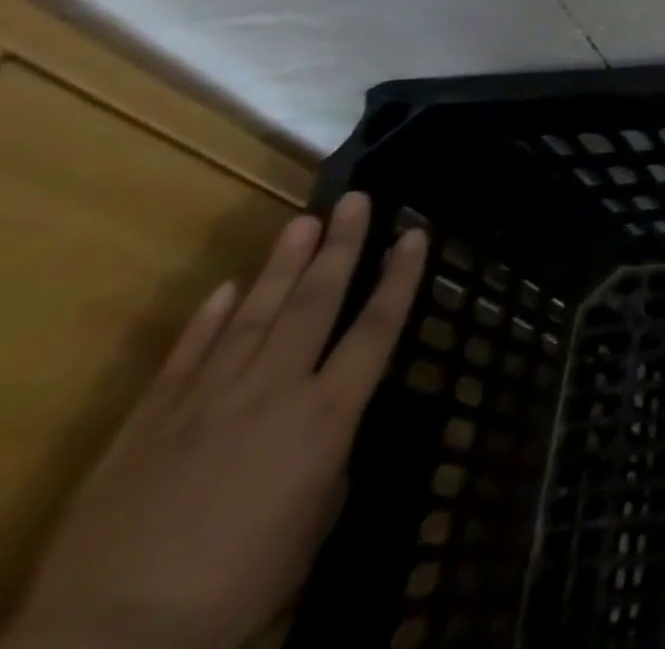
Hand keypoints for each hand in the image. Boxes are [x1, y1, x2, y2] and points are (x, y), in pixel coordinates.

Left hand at [5, 195, 426, 648]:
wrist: (109, 642)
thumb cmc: (241, 581)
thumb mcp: (314, 520)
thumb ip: (328, 459)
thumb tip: (324, 431)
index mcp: (326, 414)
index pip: (377, 327)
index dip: (400, 277)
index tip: (415, 234)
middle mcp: (274, 389)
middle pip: (315, 303)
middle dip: (340, 247)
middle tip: (356, 200)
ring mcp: (206, 401)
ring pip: (254, 315)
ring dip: (282, 265)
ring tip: (304, 221)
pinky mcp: (148, 423)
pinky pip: (186, 357)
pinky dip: (207, 320)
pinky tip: (225, 289)